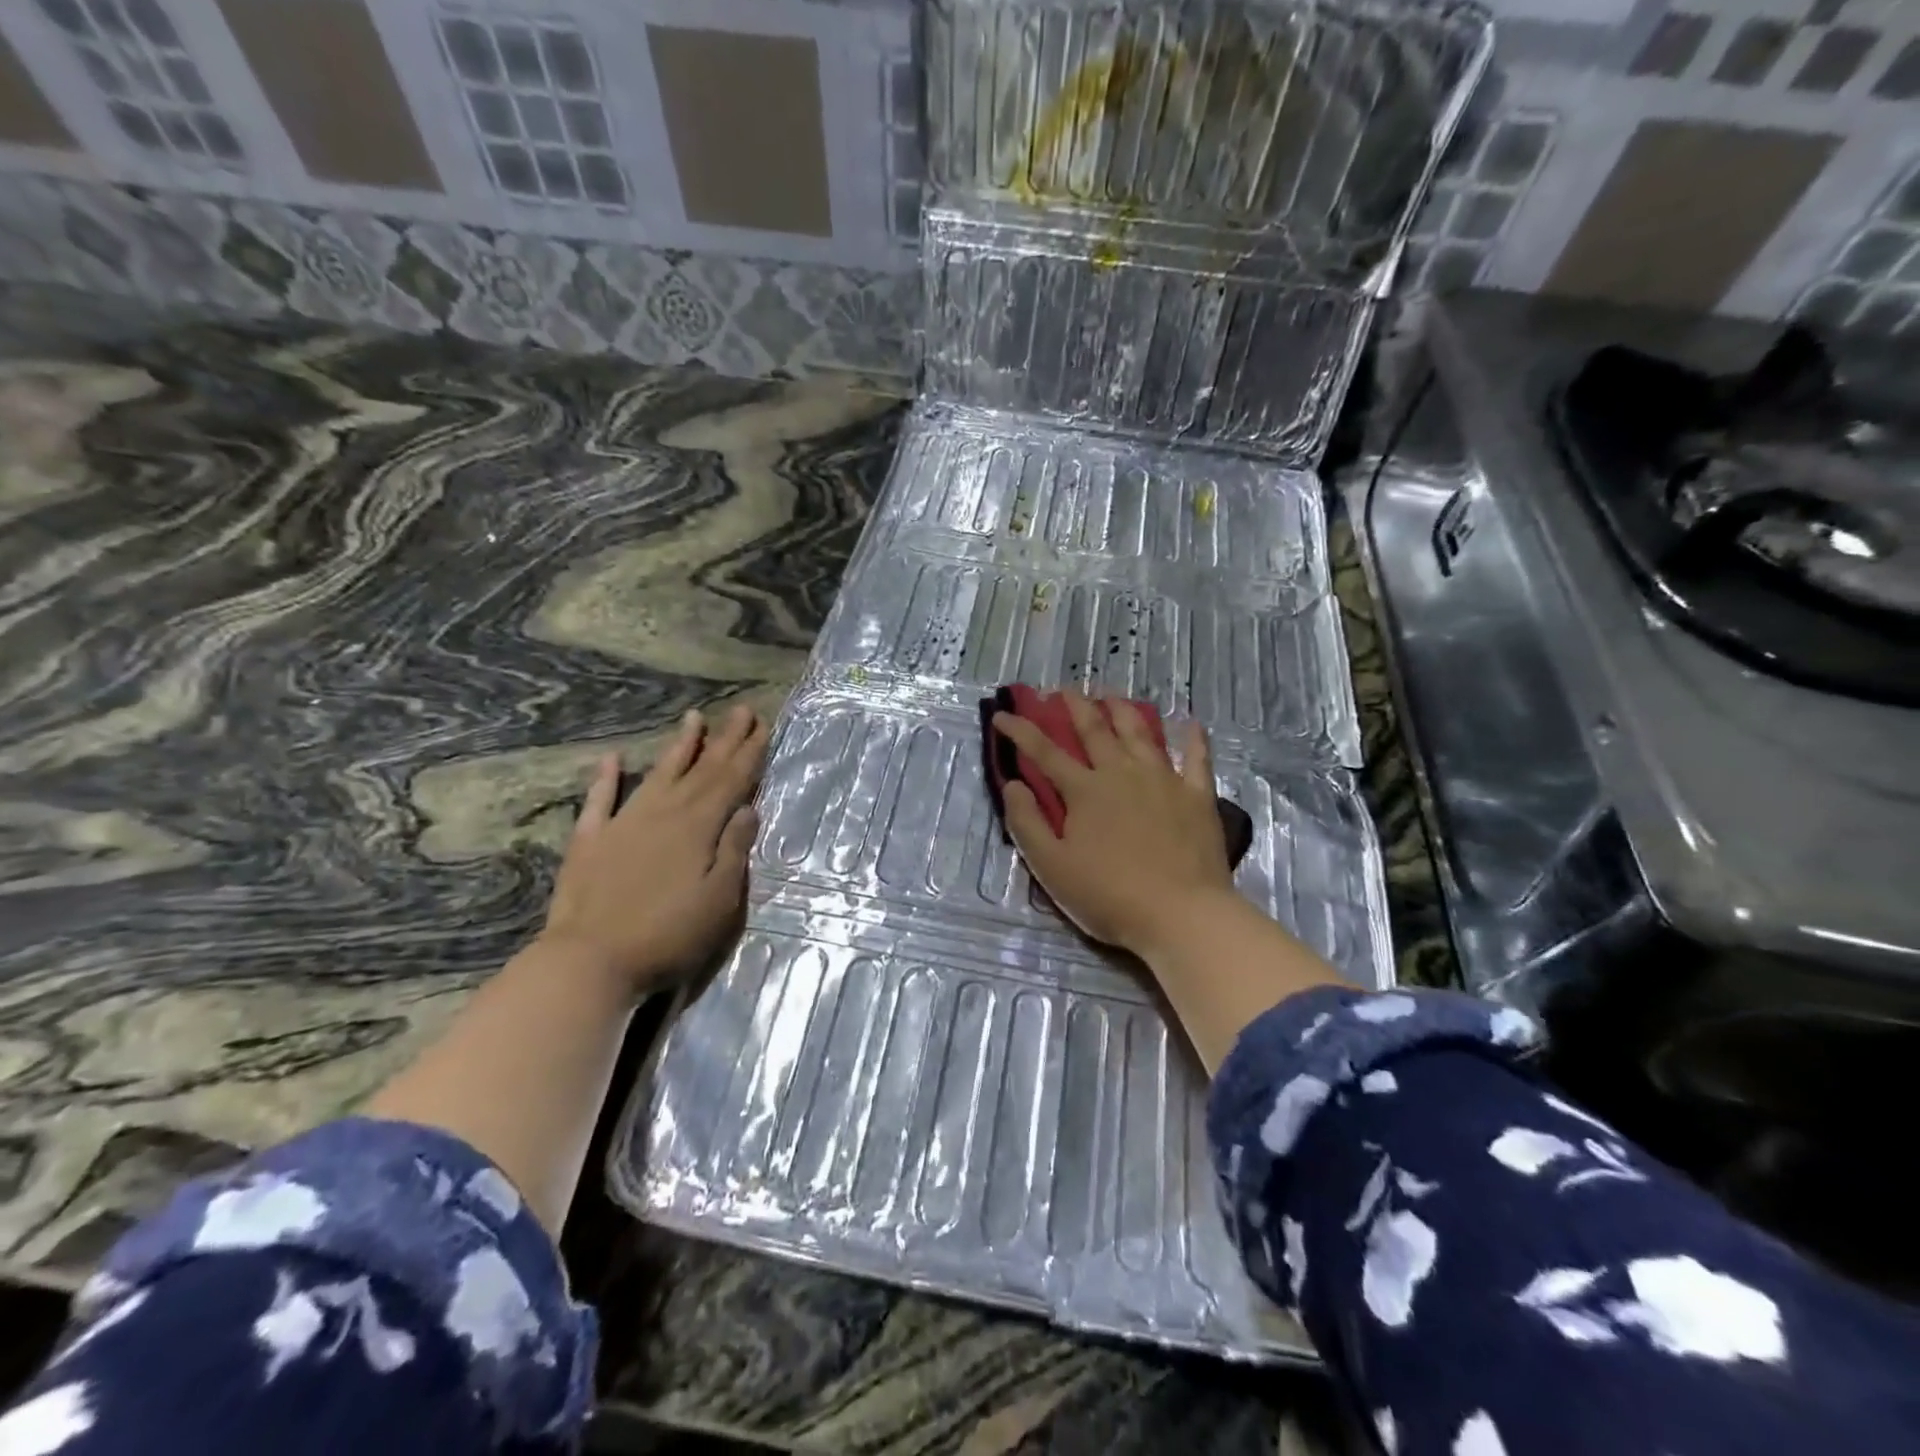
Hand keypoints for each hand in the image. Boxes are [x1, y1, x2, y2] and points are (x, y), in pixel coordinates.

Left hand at [540, 705, 767, 993]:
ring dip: (679, 746)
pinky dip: (606, 778)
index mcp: (698, 827)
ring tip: (694, 718)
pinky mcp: (590, 841)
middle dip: (724, 740)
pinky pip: (600, 800)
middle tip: (741, 710)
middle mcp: (663, 814)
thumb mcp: (719, 901)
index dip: (749, 753)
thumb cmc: (667, 936)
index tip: (762, 724)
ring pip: (657, 774)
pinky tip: (612, 758)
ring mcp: (623, 823)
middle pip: (701, 770)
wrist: (589, 962)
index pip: (731, 781)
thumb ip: (734, 850)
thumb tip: (747, 808)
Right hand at [993, 690, 1238, 959]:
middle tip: (1063, 689)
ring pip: (1140, 733)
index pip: (1044, 751)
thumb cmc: (1109, 895)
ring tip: (1111, 695)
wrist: (1181, 914)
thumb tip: (1012, 784)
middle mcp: (1121, 773)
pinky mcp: (1197, 795)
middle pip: (1095, 730)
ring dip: (1122, 710)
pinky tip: (1191, 723)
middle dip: (1075, 706)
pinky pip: (1196, 758)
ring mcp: (1163, 780)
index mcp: (1084, 790)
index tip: (1002, 714)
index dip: (1020, 730)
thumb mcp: (1052, 867)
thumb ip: (1027, 823)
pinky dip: (1193, 738)